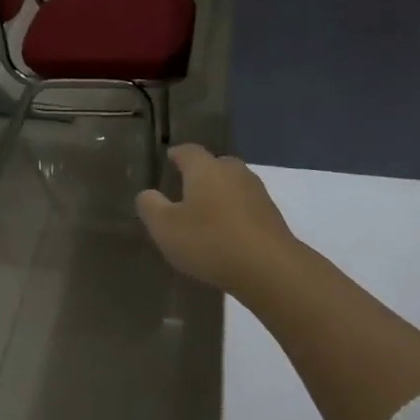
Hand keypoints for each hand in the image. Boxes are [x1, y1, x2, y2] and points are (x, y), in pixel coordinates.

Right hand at [137, 144, 298, 297]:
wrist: (269, 268)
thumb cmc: (209, 241)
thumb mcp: (165, 227)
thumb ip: (150, 206)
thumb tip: (148, 193)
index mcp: (205, 168)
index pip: (187, 151)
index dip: (176, 155)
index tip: (167, 161)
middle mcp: (233, 172)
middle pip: (214, 165)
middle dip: (199, 175)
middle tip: (184, 192)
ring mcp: (257, 192)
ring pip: (231, 186)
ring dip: (218, 196)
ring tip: (204, 215)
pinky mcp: (271, 215)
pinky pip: (245, 207)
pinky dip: (233, 214)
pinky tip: (225, 234)